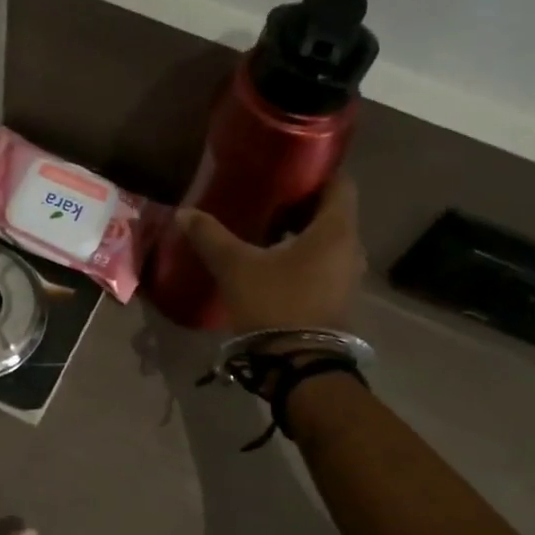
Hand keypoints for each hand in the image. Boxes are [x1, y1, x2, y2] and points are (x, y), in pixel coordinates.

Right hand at [175, 174, 365, 333]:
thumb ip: (211, 236)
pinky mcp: (338, 299)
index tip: (285, 167)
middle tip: (265, 196)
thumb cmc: (275, 304)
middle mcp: (351, 248)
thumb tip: (184, 212)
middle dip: (299, 203)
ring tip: (263, 228)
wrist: (300, 367)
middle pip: (332, 211)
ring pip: (327, 240)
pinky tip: (272, 261)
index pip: (340, 182)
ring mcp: (348, 277)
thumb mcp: (235, 267)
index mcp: (336, 230)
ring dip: (300, 232)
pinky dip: (303, 256)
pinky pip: (324, 263)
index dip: (315, 171)